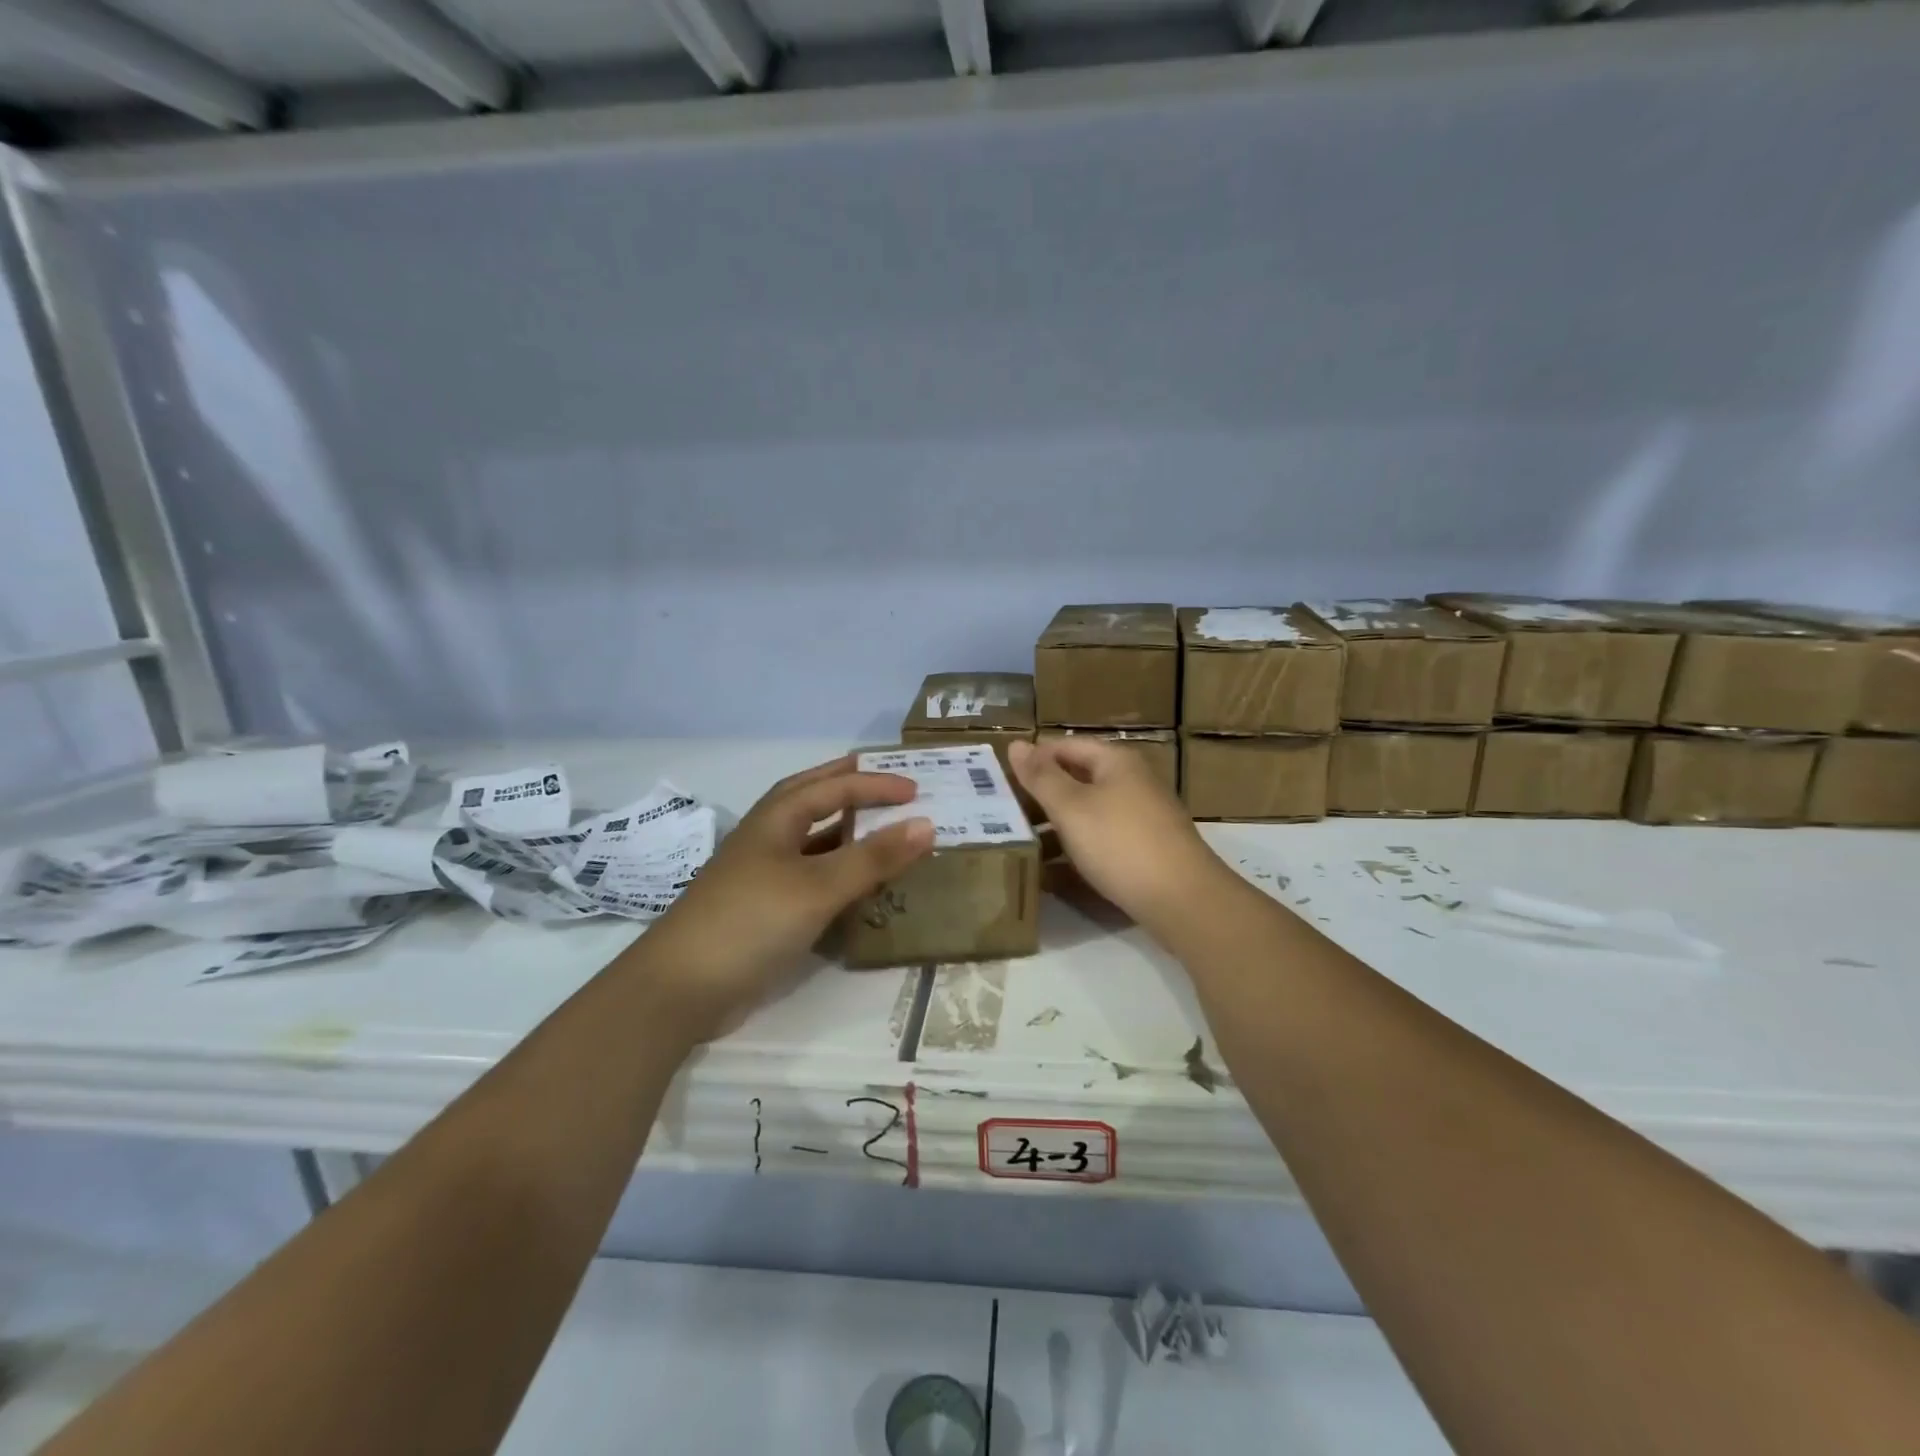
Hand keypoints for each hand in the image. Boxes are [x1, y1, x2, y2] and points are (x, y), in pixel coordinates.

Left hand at [626, 756, 933, 1041]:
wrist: (682, 988)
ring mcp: (763, 875)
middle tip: (889, 784)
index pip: (833, 787)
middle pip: (813, 799)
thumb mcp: (818, 886)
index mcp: (776, 818)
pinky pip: (811, 877)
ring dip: (846, 831)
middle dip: (850, 786)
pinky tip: (858, 885)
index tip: (917, 790)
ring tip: (883, 829)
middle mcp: (768, 838)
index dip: (875, 784)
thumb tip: (926, 824)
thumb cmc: (751, 921)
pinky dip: (838, 871)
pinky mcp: (764, 909)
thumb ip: (873, 857)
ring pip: (813, 840)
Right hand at [1010, 737, 1227, 933]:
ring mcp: (1141, 817)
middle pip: (1078, 779)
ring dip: (1055, 825)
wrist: (1182, 900)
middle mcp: (1132, 782)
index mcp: (1116, 762)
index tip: (1000, 780)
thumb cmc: (1120, 843)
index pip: (1066, 746)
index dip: (1034, 759)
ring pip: (1088, 812)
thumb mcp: (1071, 807)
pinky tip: (1052, 871)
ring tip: (1020, 842)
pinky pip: (1101, 839)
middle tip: (1004, 812)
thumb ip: (1041, 777)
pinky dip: (1076, 848)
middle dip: (1042, 794)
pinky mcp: (1145, 850)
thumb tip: (1017, 744)